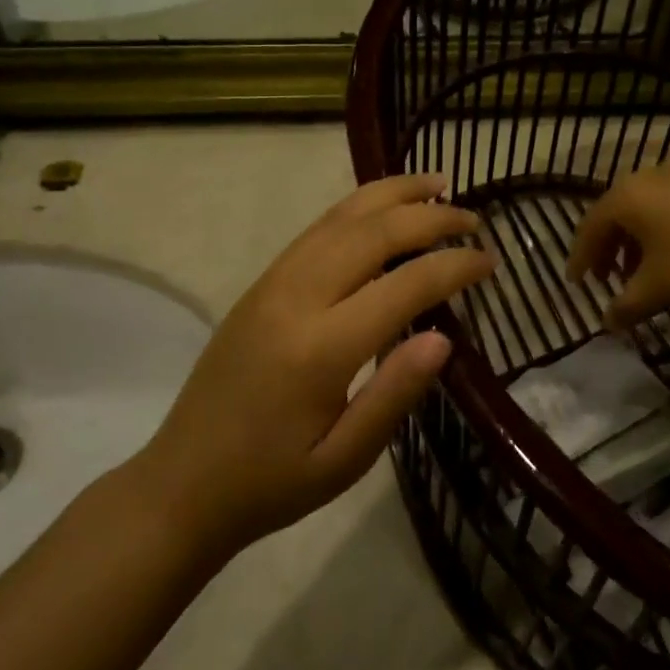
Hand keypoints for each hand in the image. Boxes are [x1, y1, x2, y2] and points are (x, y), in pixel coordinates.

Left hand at [138, 174, 492, 555]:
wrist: (180, 484)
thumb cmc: (271, 482)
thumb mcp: (344, 461)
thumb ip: (394, 395)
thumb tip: (445, 337)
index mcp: (320, 349)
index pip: (405, 285)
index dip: (454, 266)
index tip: (489, 262)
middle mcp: (295, 298)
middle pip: (373, 232)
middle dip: (430, 216)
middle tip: (473, 219)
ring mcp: (273, 283)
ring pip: (341, 216)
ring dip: (393, 194)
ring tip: (437, 185)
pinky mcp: (261, 283)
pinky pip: (318, 229)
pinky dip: (359, 207)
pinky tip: (383, 207)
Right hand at [565, 167, 669, 329]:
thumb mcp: (658, 287)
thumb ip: (626, 306)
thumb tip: (607, 324)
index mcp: (623, 198)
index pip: (588, 229)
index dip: (580, 259)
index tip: (575, 284)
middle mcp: (642, 179)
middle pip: (611, 216)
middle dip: (605, 251)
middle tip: (604, 280)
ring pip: (638, 211)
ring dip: (630, 243)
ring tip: (636, 274)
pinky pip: (661, 206)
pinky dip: (653, 231)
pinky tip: (667, 256)